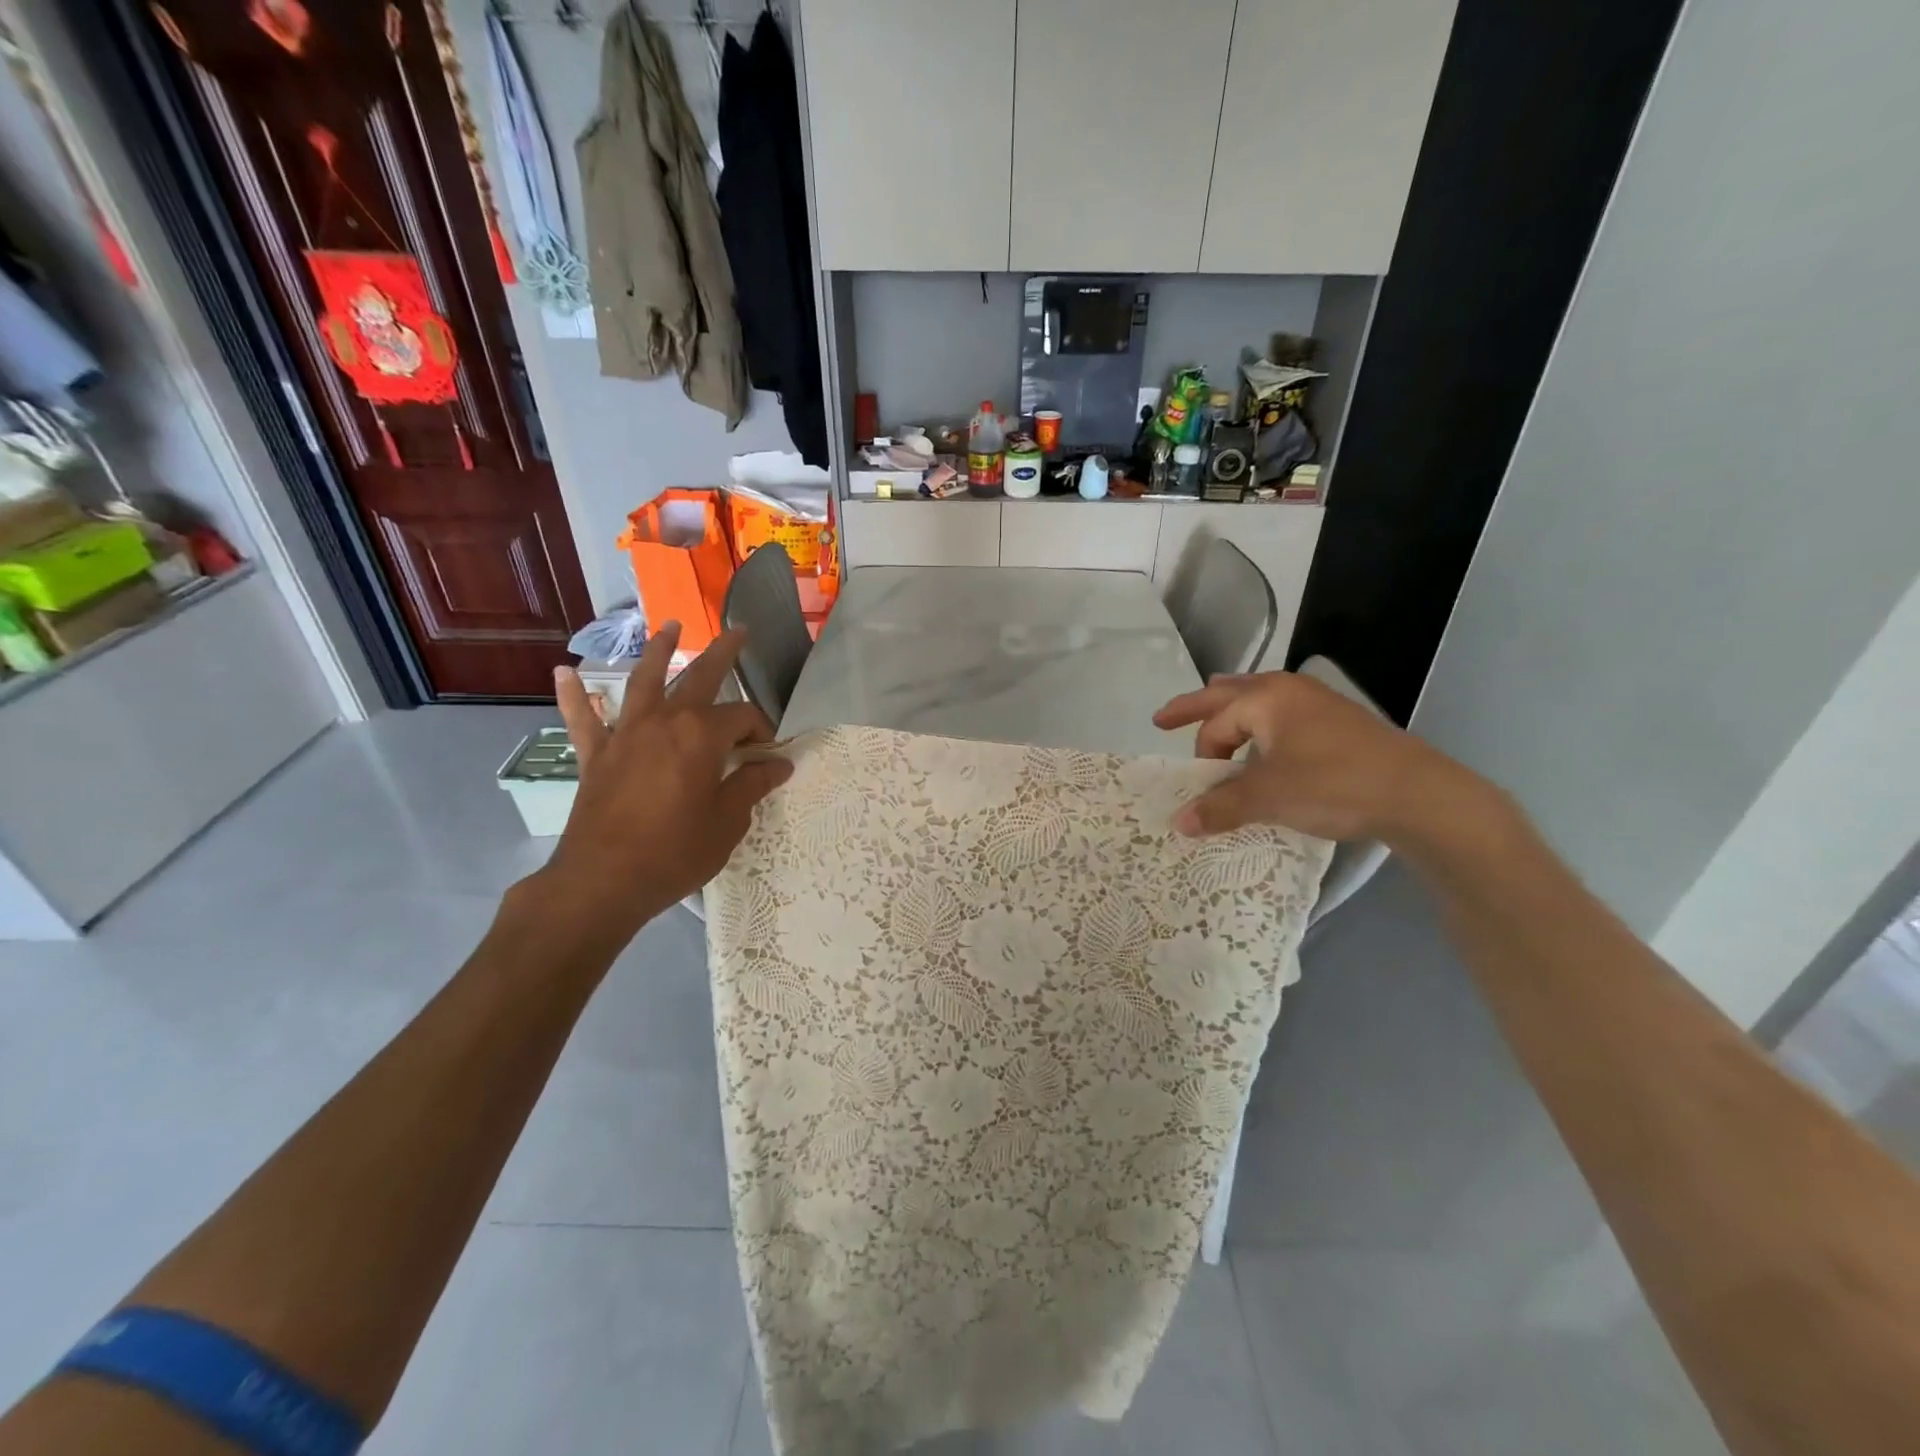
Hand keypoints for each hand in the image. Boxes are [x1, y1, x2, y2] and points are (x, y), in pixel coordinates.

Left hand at [529, 623, 792, 950]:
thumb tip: (779, 764)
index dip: (761, 733)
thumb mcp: (727, 822)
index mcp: (701, 735)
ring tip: (670, 627)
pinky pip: (584, 719)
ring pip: (643, 681)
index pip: (743, 718)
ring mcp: (625, 734)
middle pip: (699, 677)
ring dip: (658, 652)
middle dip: (724, 653)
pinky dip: (574, 695)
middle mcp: (663, 721)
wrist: (603, 882)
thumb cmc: (675, 853)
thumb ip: (752, 785)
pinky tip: (565, 672)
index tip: (767, 757)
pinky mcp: (596, 755)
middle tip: (739, 632)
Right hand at [1152, 671, 1489, 847]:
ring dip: (1231, 707)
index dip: (1202, 757)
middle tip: (1163, 718)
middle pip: (1227, 693)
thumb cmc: (1333, 785)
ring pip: (1258, 697)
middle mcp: (1287, 689)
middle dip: (1194, 706)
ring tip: (1213, 709)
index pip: (1215, 724)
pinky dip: (1260, 721)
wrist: (1418, 793)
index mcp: (1265, 698)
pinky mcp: (1337, 720)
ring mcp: (1316, 701)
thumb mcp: (1269, 798)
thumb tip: (1179, 822)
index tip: (1202, 788)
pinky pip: (1281, 712)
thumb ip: (1220, 807)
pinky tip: (1265, 739)